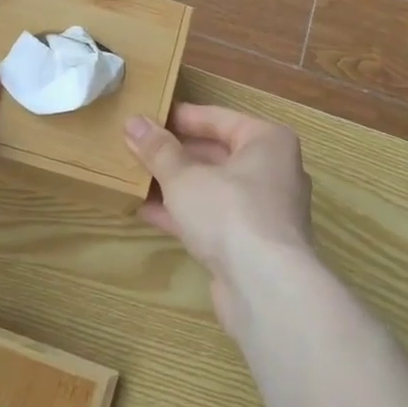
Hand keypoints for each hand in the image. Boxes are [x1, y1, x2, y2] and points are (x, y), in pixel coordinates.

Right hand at [125, 104, 314, 330]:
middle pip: (217, 153)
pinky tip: (147, 211)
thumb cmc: (229, 212)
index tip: (147, 117)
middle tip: (137, 148)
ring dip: (176, 184)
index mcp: (267, 142)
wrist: (265, 288)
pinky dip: (185, 213)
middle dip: (176, 153)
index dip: (181, 117)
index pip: (218, 118)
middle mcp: (273, 171)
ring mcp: (265, 211)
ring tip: (136, 176)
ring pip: (214, 188)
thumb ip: (158, 150)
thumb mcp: (184, 176)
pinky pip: (214, 218)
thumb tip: (133, 122)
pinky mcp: (253, 245)